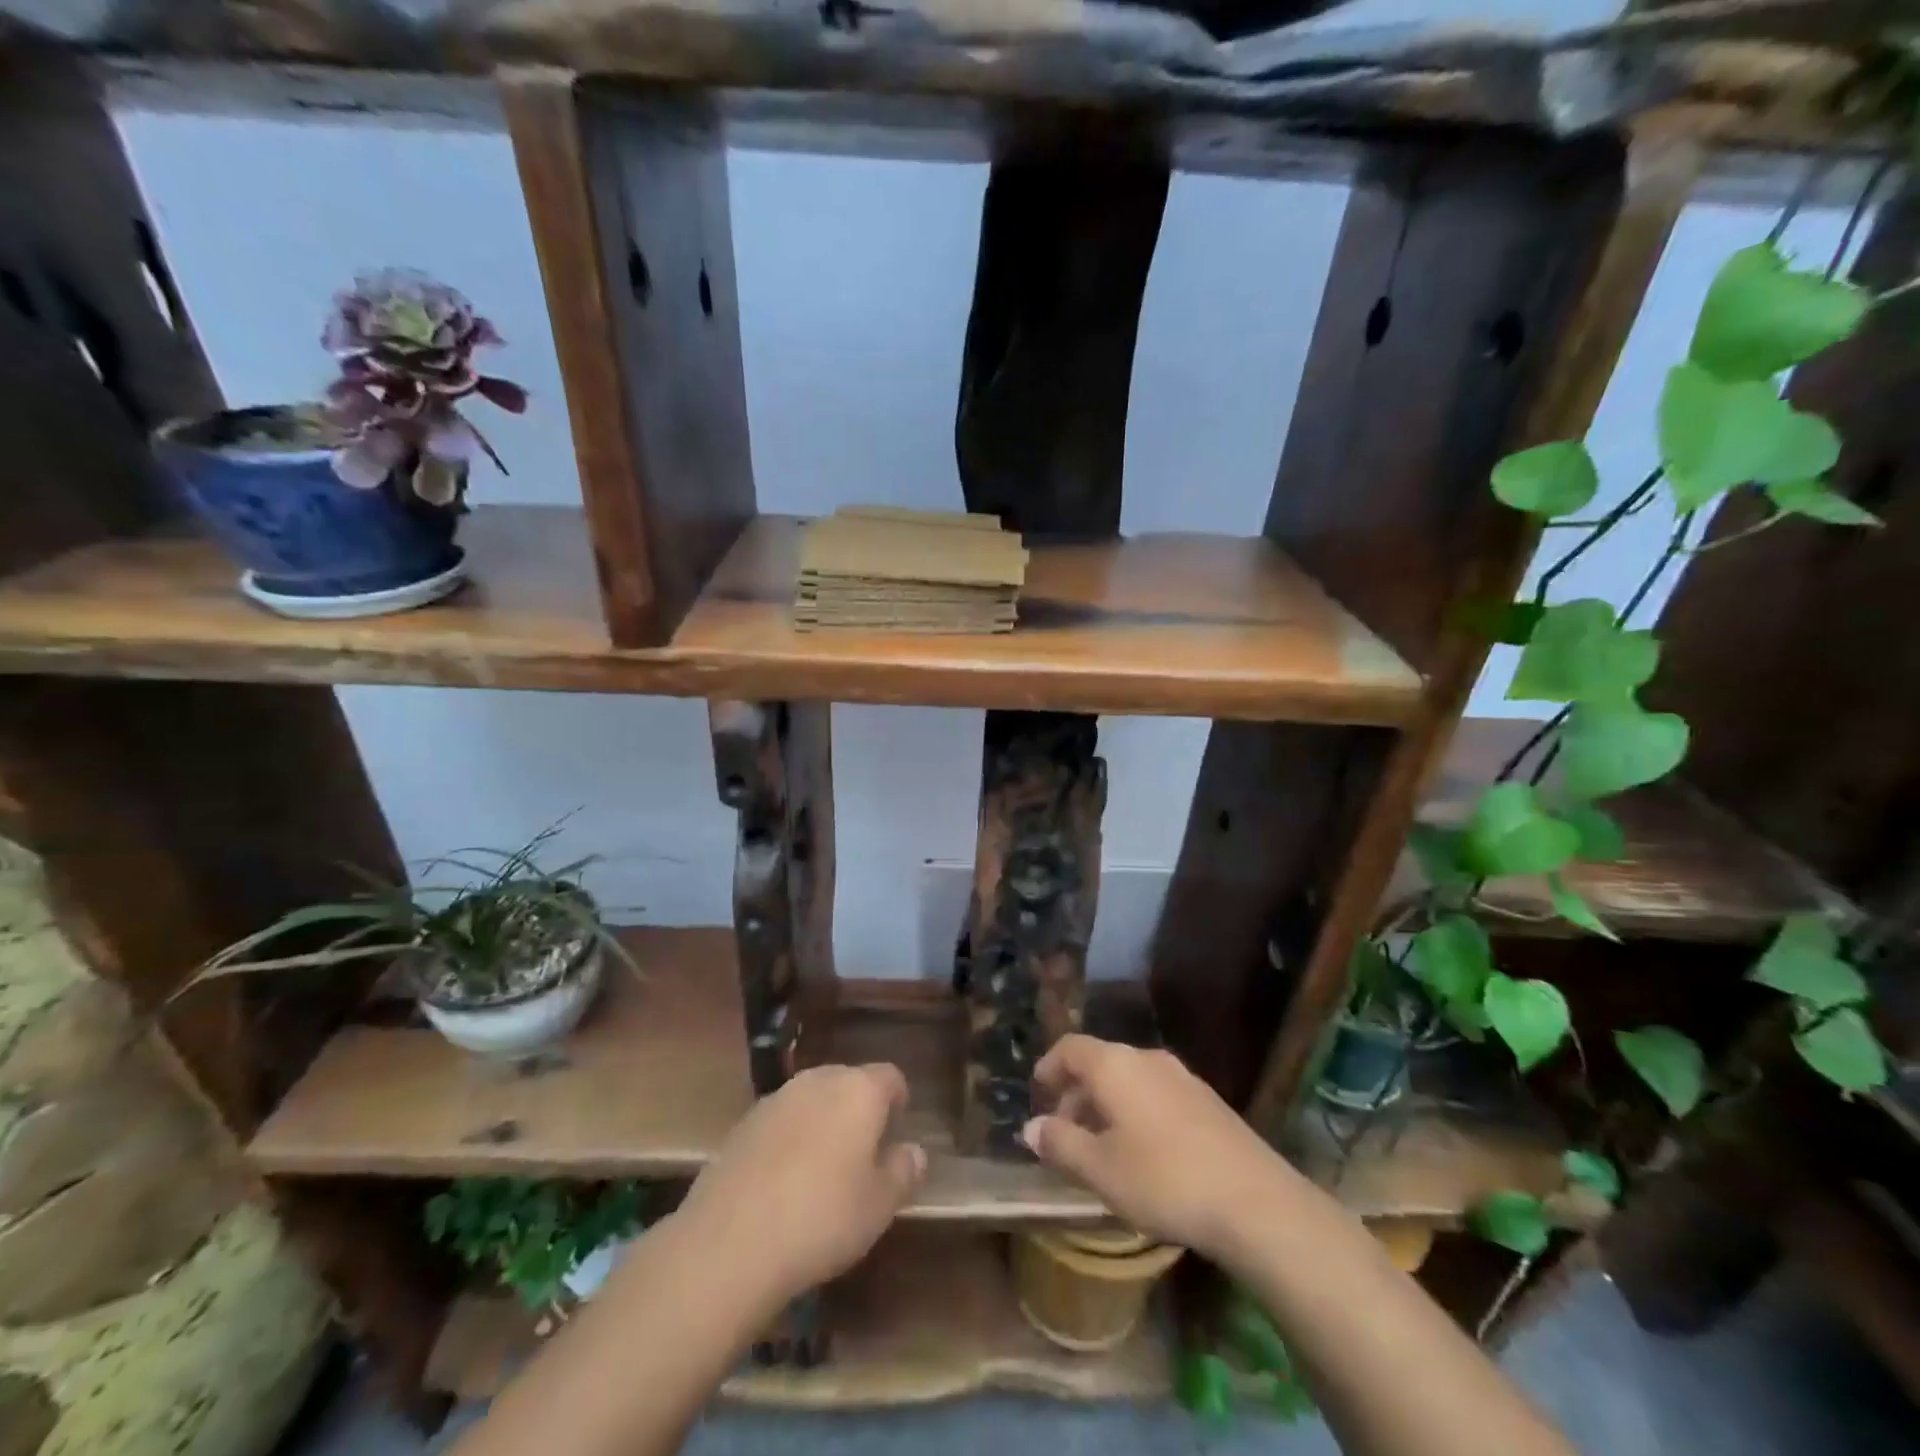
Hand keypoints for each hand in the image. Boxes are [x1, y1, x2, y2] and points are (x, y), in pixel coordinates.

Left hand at [673, 1063, 926, 1309]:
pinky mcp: (743, 1123)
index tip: (898, 1127)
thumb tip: (914, 1151)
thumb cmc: (822, 1218)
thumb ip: (903, 1172)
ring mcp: (777, 1099)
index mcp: (859, 1090)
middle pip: (848, 1081)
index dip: (898, 1099)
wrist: (729, 1242)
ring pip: (812, 1099)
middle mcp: (818, 1081)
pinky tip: (784, 1181)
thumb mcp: (879, 1206)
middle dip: (859, 1107)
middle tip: (864, 1151)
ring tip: (824, 1167)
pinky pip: (781, 1120)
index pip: (890, 1077)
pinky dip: (790, 1138)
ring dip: (822, 1121)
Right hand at [1023, 1035, 1296, 1261]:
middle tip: (1065, 1131)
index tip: (1038, 1090)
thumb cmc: (1163, 1179)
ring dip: (1108, 1105)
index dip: (1050, 1065)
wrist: (1254, 1201)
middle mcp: (1147, 1058)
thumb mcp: (1100, 1169)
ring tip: (1101, 1147)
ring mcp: (1182, 1077)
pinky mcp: (1208, 1102)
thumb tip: (1031, 1127)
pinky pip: (1156, 1094)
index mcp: (1115, 1065)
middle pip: (1101, 1062)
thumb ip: (1061, 1143)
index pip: (1071, 1047)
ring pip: (1130, 1080)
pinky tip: (1142, 1153)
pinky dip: (1136, 1112)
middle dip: (1078, 1093)